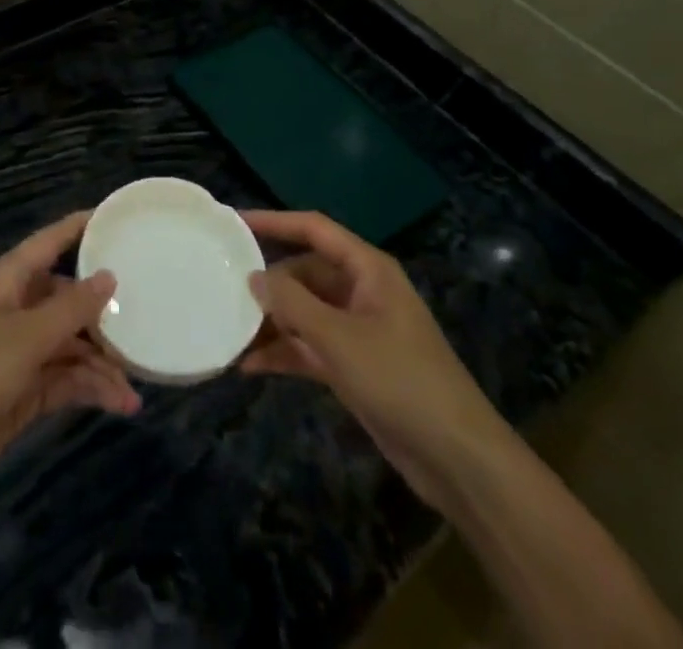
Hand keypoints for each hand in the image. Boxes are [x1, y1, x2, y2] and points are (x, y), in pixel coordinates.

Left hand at [0, 213, 141, 520]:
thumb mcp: (25, 338)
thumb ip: (71, 309)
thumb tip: (109, 276)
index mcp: (8, 281)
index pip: (50, 242)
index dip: (81, 228)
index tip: (120, 219)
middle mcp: (16, 310)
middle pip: (68, 297)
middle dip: (104, 310)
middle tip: (148, 316)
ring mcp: (20, 352)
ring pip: (71, 343)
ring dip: (101, 361)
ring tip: (136, 383)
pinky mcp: (23, 391)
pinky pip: (66, 378)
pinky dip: (90, 388)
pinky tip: (121, 404)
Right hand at [240, 211, 508, 503]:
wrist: (458, 460)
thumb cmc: (401, 380)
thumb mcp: (340, 338)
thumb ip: (292, 304)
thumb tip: (254, 277)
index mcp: (368, 270)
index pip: (314, 229)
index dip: (274, 221)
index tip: (234, 222)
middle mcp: (362, 292)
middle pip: (305, 272)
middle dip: (268, 284)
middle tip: (224, 288)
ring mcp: (358, 330)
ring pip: (304, 312)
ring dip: (272, 323)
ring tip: (229, 331)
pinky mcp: (354, 366)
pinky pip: (310, 347)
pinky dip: (284, 353)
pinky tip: (250, 366)